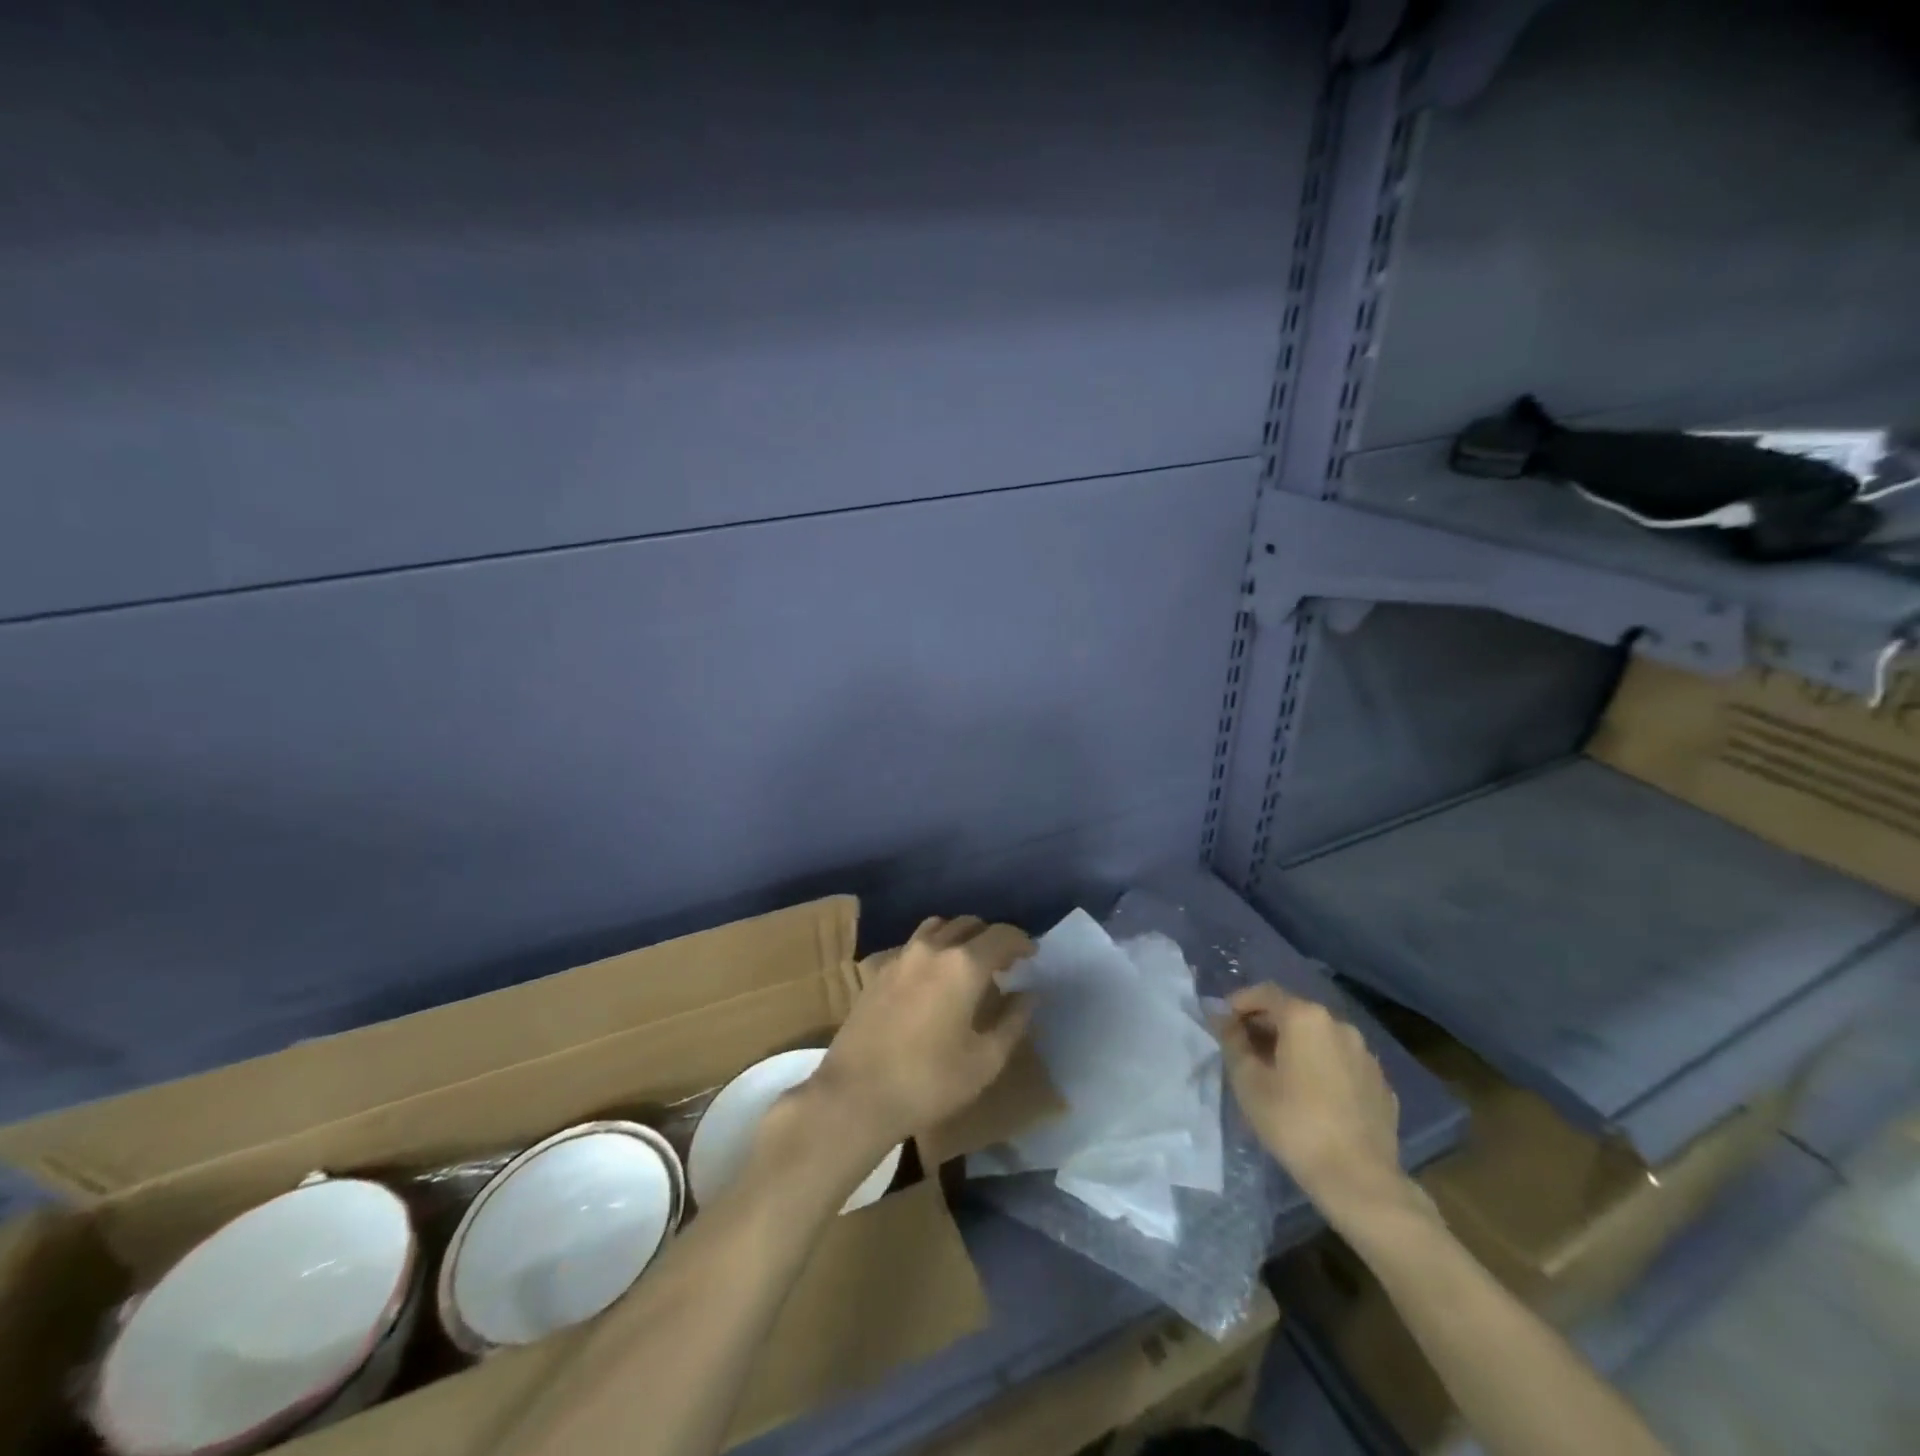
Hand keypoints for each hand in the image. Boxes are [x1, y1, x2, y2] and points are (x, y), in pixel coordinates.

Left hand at [813, 916, 1034, 1155]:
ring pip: (938, 927)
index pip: (1002, 935)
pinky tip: (932, 977)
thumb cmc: (929, 1082)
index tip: (1032, 954)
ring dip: (959, 937)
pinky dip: (932, 949)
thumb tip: (1029, 994)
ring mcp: (900, 956)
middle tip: (1004, 962)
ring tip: (968, 963)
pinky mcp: (877, 970)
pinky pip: (912, 944)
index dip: (1021, 941)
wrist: (856, 1095)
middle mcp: (932, 948)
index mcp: (964, 965)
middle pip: (969, 924)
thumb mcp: (985, 1061)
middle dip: (991, 937)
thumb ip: (1013, 1021)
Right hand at [1215, 984, 1432, 1236]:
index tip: (1223, 1023)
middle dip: (1266, 1026)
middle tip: (1245, 1051)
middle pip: (1294, 1013)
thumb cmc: (1294, 1123)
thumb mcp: (1248, 1081)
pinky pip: (1342, 1064)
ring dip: (1295, 1047)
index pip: (1265, 993)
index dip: (1239, 1003)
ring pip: (1320, 1039)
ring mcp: (1365, 1055)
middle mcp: (1340, 1025)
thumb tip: (1221, 1017)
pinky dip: (1322, 1068)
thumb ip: (1232, 1040)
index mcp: (1306, 1018)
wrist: (1359, 1179)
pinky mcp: (1381, 1084)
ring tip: (1278, 1075)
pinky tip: (1312, 1097)